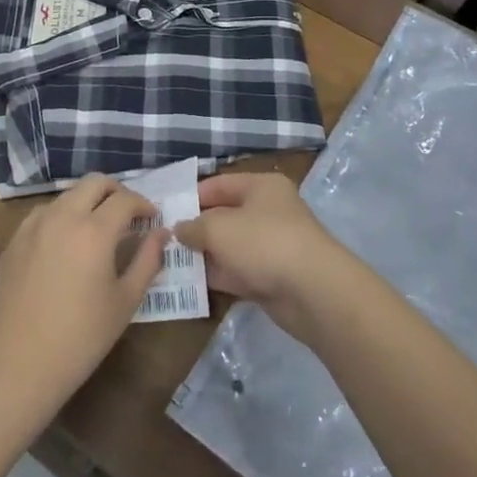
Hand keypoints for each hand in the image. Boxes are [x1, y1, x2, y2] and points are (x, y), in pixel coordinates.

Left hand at [0, 174, 166, 427]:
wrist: (17, 366)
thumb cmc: (80, 338)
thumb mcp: (124, 302)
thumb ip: (147, 261)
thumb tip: (162, 233)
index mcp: (94, 230)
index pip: (125, 199)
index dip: (144, 204)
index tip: (153, 219)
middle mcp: (63, 217)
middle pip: (94, 183)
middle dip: (116, 191)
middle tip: (128, 214)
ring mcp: (33, 226)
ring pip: (67, 195)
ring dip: (87, 202)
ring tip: (97, 228)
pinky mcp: (14, 240)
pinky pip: (43, 213)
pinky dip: (61, 216)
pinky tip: (64, 242)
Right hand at [173, 173, 350, 337]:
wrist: (313, 292)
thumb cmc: (264, 243)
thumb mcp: (219, 228)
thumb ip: (194, 227)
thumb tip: (178, 229)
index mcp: (261, 186)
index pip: (219, 184)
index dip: (192, 196)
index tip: (165, 211)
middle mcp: (268, 211)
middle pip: (224, 215)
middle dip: (196, 228)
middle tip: (162, 240)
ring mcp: (271, 245)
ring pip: (230, 246)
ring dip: (204, 254)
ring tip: (169, 262)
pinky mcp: (272, 276)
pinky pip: (238, 271)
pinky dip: (218, 275)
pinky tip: (191, 283)